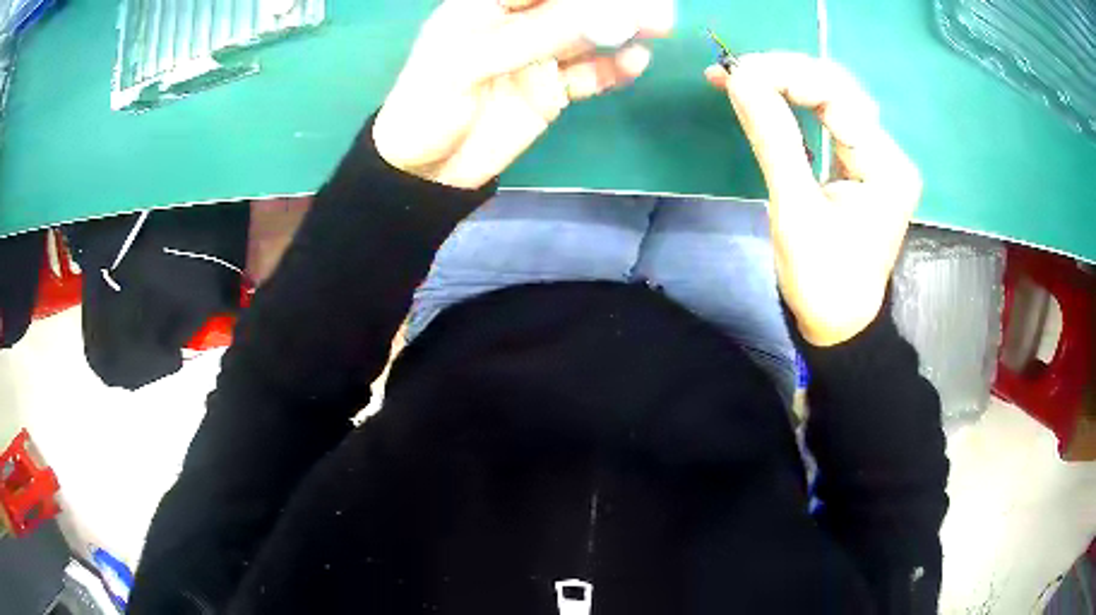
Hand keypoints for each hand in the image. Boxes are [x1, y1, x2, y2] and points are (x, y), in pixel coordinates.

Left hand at [373, 0, 674, 189]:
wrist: (425, 171)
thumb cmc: (429, 107)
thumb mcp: (472, 63)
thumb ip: (539, 35)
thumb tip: (611, 16)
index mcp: (486, 4)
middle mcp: (516, 23)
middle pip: (572, 5)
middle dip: (612, 3)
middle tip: (657, 9)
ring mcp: (536, 55)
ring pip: (587, 35)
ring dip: (623, 29)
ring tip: (660, 26)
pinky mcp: (551, 89)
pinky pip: (588, 74)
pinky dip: (612, 68)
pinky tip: (635, 62)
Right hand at [705, 52, 922, 346]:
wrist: (840, 326)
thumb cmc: (823, 282)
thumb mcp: (796, 213)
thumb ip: (773, 140)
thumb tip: (738, 79)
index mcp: (886, 167)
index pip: (838, 96)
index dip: (787, 75)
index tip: (738, 74)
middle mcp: (889, 153)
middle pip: (839, 89)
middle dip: (785, 73)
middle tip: (735, 73)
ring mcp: (878, 157)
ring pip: (833, 98)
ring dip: (787, 82)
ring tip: (741, 79)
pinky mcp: (863, 164)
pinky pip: (829, 119)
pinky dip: (795, 103)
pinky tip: (766, 95)